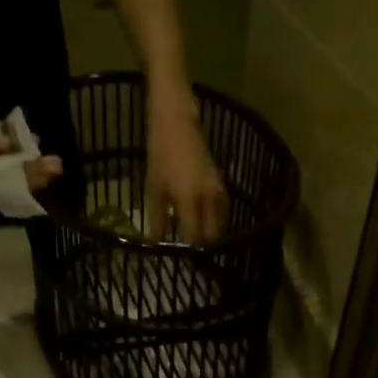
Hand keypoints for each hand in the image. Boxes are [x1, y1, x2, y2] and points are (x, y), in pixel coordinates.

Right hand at [0, 104, 63, 195]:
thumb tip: (6, 145)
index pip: (1, 181)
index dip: (25, 175)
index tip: (46, 168)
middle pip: (6, 184)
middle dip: (32, 176)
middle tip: (58, 165)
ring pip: (3, 180)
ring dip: (25, 171)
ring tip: (50, 163)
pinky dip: (12, 165)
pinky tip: (27, 157)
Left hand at [144, 99, 226, 242]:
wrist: (177, 123)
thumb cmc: (160, 154)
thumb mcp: (153, 188)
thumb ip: (158, 217)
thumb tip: (158, 241)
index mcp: (189, 200)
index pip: (193, 236)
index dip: (187, 248)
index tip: (179, 253)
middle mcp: (208, 198)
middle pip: (211, 234)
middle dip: (201, 244)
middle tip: (188, 246)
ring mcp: (218, 190)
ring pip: (220, 224)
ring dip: (210, 232)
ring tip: (196, 234)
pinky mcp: (221, 183)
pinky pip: (223, 210)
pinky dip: (216, 219)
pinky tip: (206, 220)